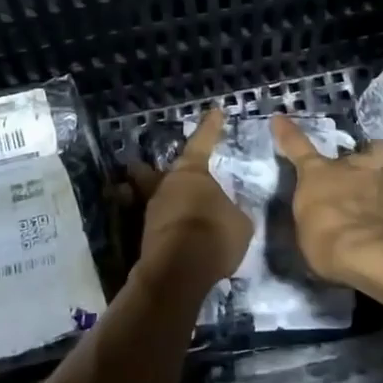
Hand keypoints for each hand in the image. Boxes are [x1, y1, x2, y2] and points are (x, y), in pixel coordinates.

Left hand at [129, 110, 251, 287]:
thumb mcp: (239, 222)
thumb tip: (225, 212)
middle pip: (155, 172)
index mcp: (192, 172)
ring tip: (171, 210)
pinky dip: (163, 228)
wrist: (179, 271)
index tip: (214, 112)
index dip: (210, 128)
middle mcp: (166, 185)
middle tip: (143, 166)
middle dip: (150, 170)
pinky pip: (156, 225)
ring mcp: (151, 211)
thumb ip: (231, 211)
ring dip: (160, 203)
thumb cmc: (214, 235)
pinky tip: (173, 236)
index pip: (202, 142)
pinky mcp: (144, 237)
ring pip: (152, 198)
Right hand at [272, 114, 382, 287]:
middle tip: (371, 167)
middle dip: (373, 153)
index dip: (288, 132)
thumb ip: (314, 215)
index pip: (297, 147)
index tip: (279, 118)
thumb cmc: (326, 241)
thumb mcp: (307, 231)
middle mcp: (355, 170)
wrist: (374, 253)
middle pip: (372, 149)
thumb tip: (318, 215)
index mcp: (319, 174)